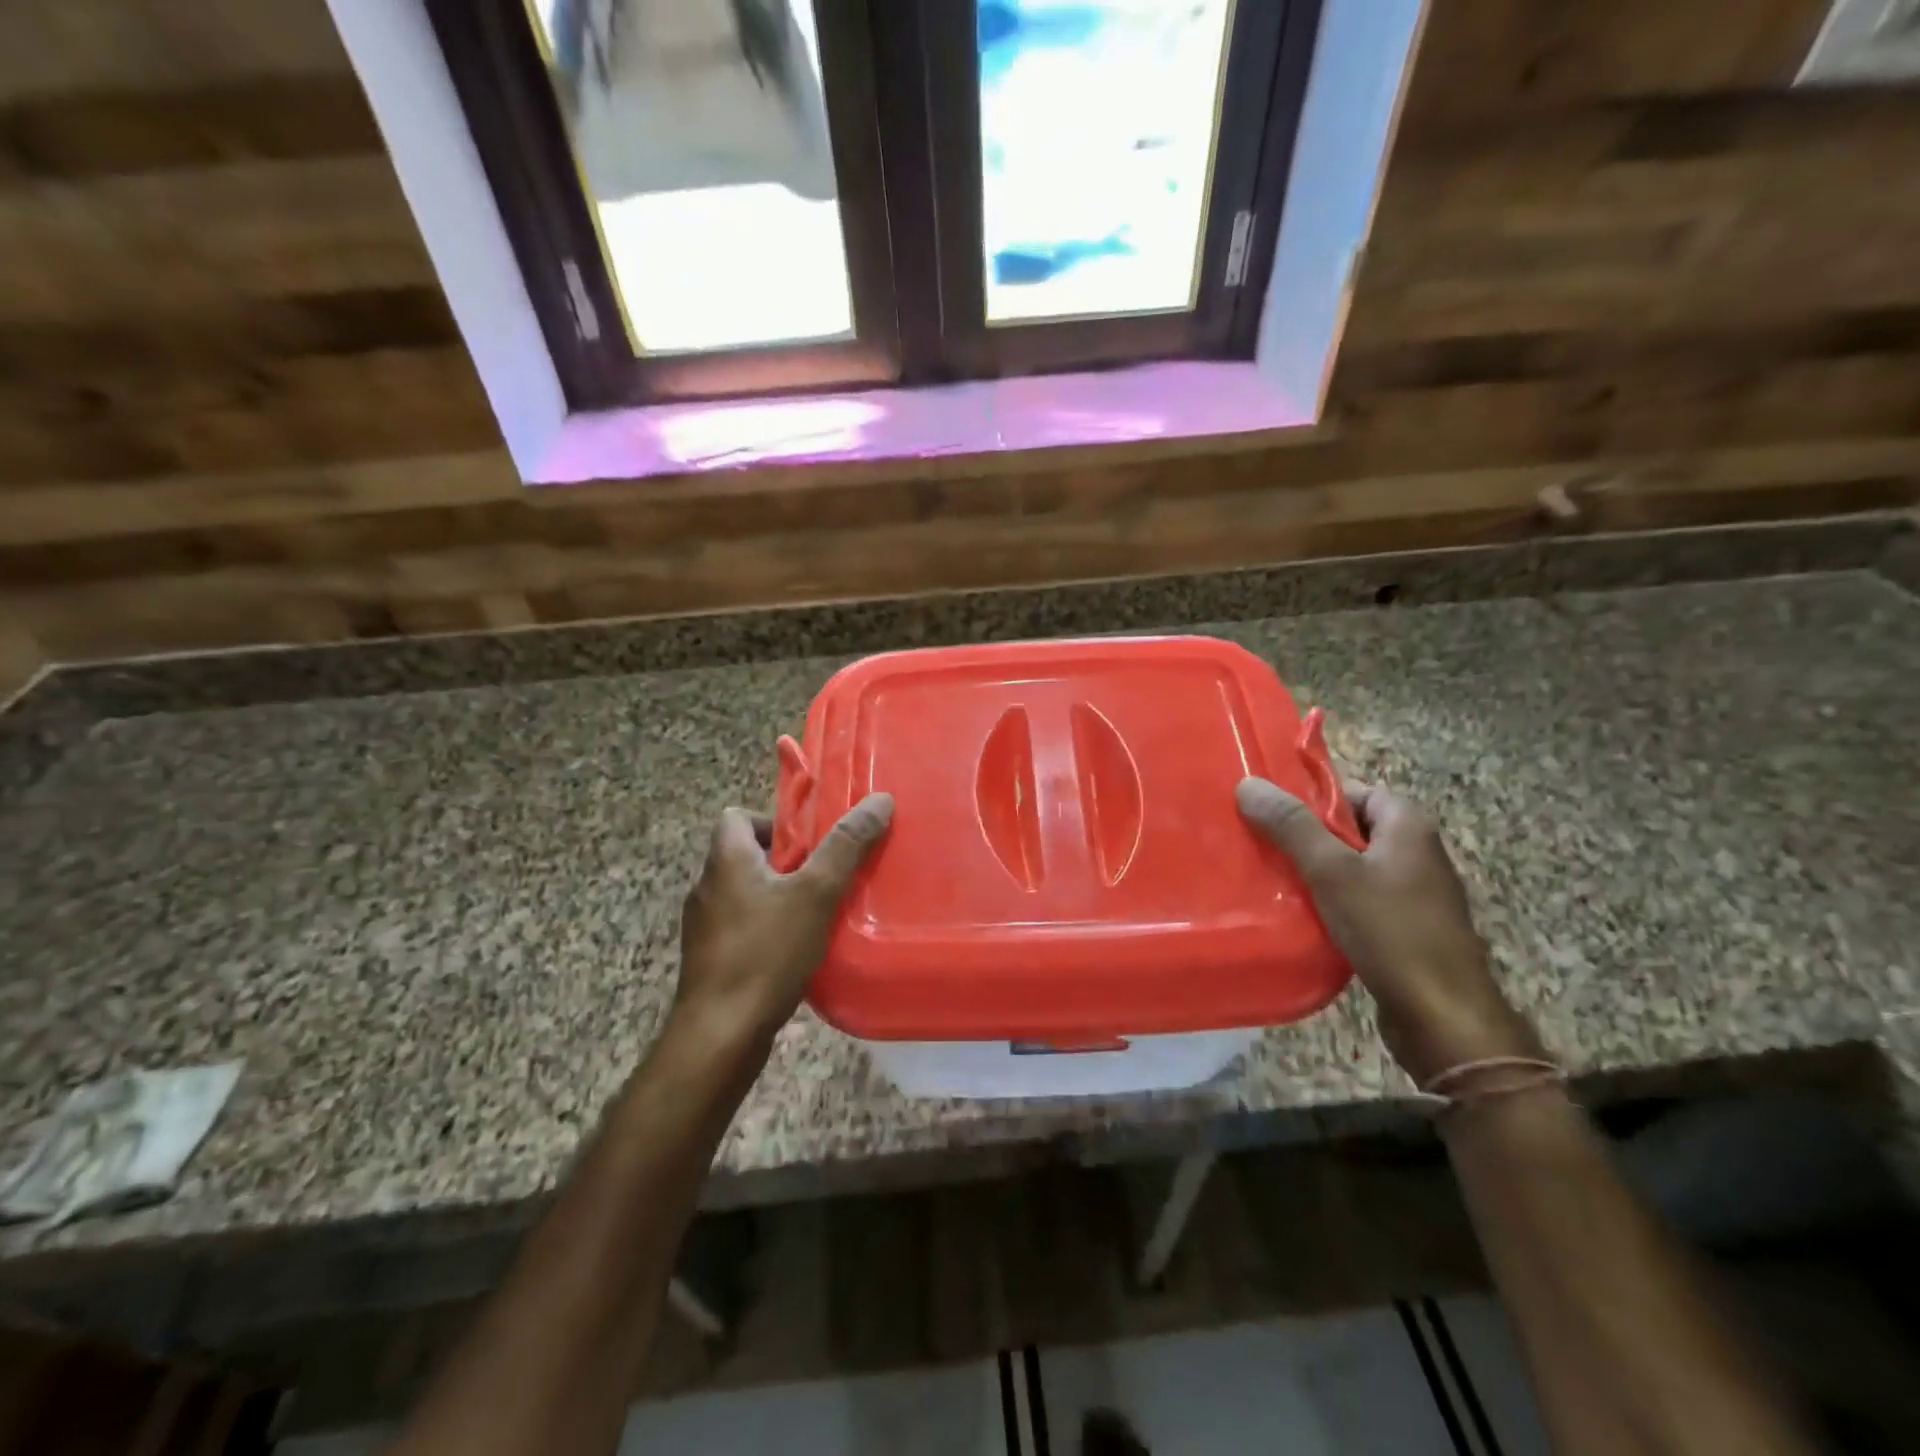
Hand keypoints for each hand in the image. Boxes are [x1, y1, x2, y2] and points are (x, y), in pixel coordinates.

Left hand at [674, 794, 893, 1048]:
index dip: (774, 821)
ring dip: (780, 897)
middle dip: (788, 862)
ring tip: (820, 913)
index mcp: (725, 860)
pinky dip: (769, 930)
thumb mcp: (816, 893)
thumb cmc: (765, 953)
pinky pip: (744, 929)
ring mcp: (705, 927)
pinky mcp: (711, 961)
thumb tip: (879, 799)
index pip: (737, 816)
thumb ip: (846, 846)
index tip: (810, 841)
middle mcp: (707, 887)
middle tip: (828, 876)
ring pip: (747, 895)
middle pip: (747, 855)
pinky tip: (799, 951)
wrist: (719, 1035)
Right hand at [1236, 776, 1541, 1086]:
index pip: (1355, 792)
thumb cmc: (1390, 931)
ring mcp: (1411, 894)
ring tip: (1266, 875)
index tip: (1269, 809)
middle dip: (1304, 835)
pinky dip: (1327, 901)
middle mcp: (1415, 853)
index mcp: (1408, 827)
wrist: (1442, 1017)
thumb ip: (1291, 826)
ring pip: (1350, 868)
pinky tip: (1294, 913)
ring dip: (1312, 871)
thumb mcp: (1332, 871)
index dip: (1313, 797)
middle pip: (1349, 830)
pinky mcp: (1402, 929)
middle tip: (1258, 841)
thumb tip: (1248, 783)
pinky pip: (1356, 900)